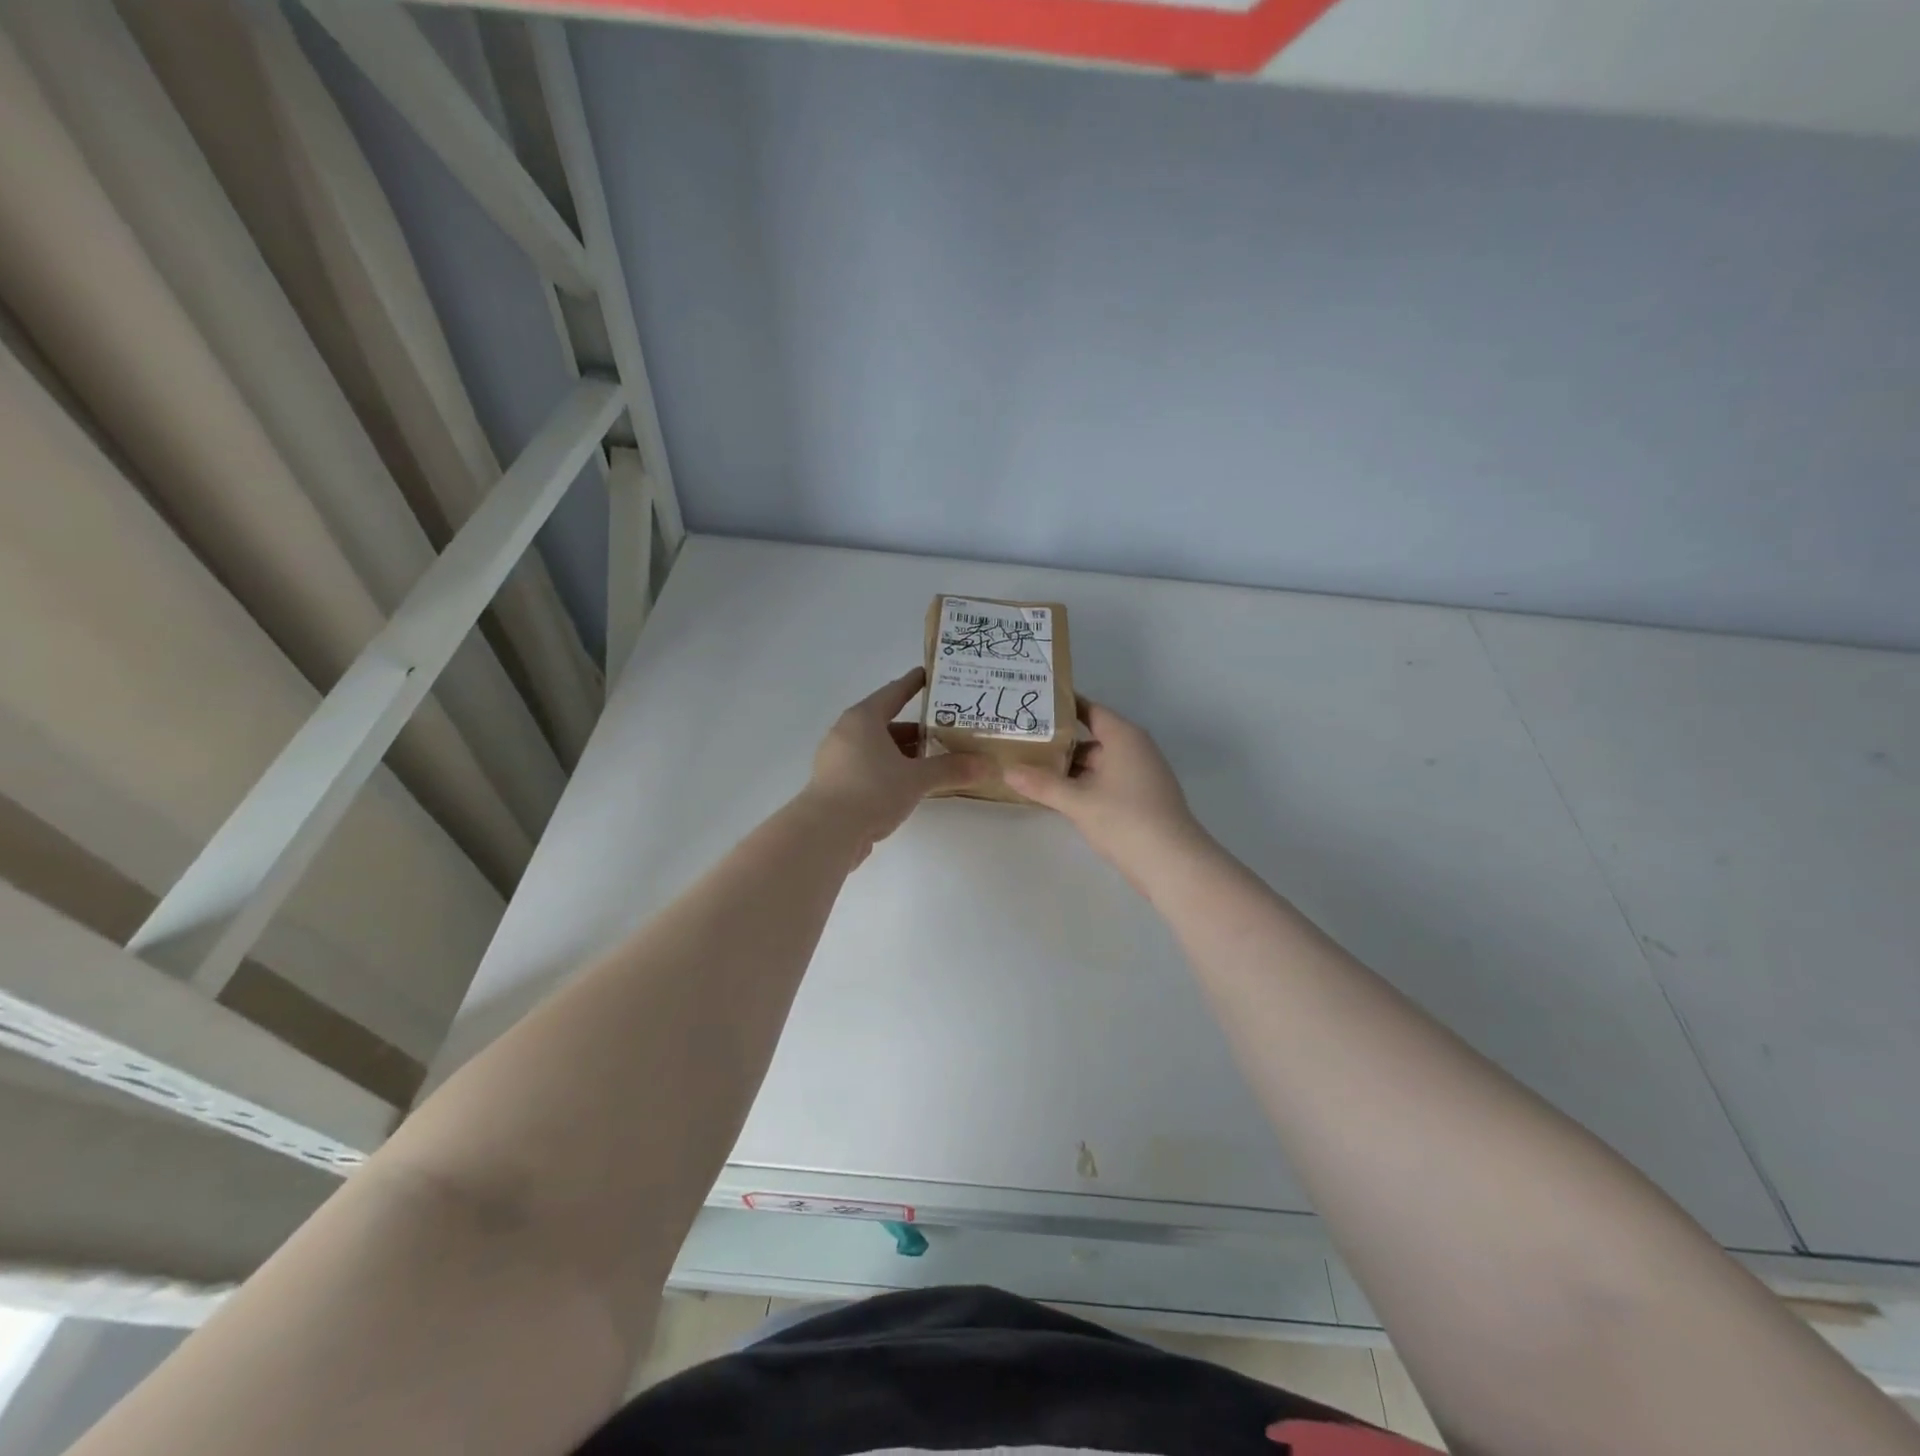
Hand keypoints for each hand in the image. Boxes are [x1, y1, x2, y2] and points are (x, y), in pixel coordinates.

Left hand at [804, 669, 987, 859]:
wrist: (827, 832)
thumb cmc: (872, 790)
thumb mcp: (916, 778)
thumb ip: (951, 769)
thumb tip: (986, 765)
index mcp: (863, 719)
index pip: (893, 693)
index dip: (913, 684)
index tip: (930, 675)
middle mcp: (846, 732)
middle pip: (886, 723)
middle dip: (916, 728)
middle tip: (945, 729)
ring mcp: (837, 759)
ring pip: (877, 748)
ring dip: (903, 753)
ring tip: (933, 760)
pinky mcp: (835, 784)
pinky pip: (868, 767)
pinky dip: (889, 770)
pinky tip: (909, 785)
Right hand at [1004, 699, 1208, 882]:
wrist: (1172, 863)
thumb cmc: (1125, 819)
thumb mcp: (1078, 802)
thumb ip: (1042, 785)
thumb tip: (1007, 771)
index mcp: (1124, 737)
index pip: (1090, 711)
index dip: (1062, 707)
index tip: (1033, 706)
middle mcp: (1135, 749)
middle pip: (1092, 738)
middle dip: (1059, 742)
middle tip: (1023, 742)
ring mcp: (1141, 775)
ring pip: (1098, 763)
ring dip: (1070, 767)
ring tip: (1033, 769)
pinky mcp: (1141, 798)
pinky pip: (1106, 781)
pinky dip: (1084, 784)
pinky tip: (1059, 795)